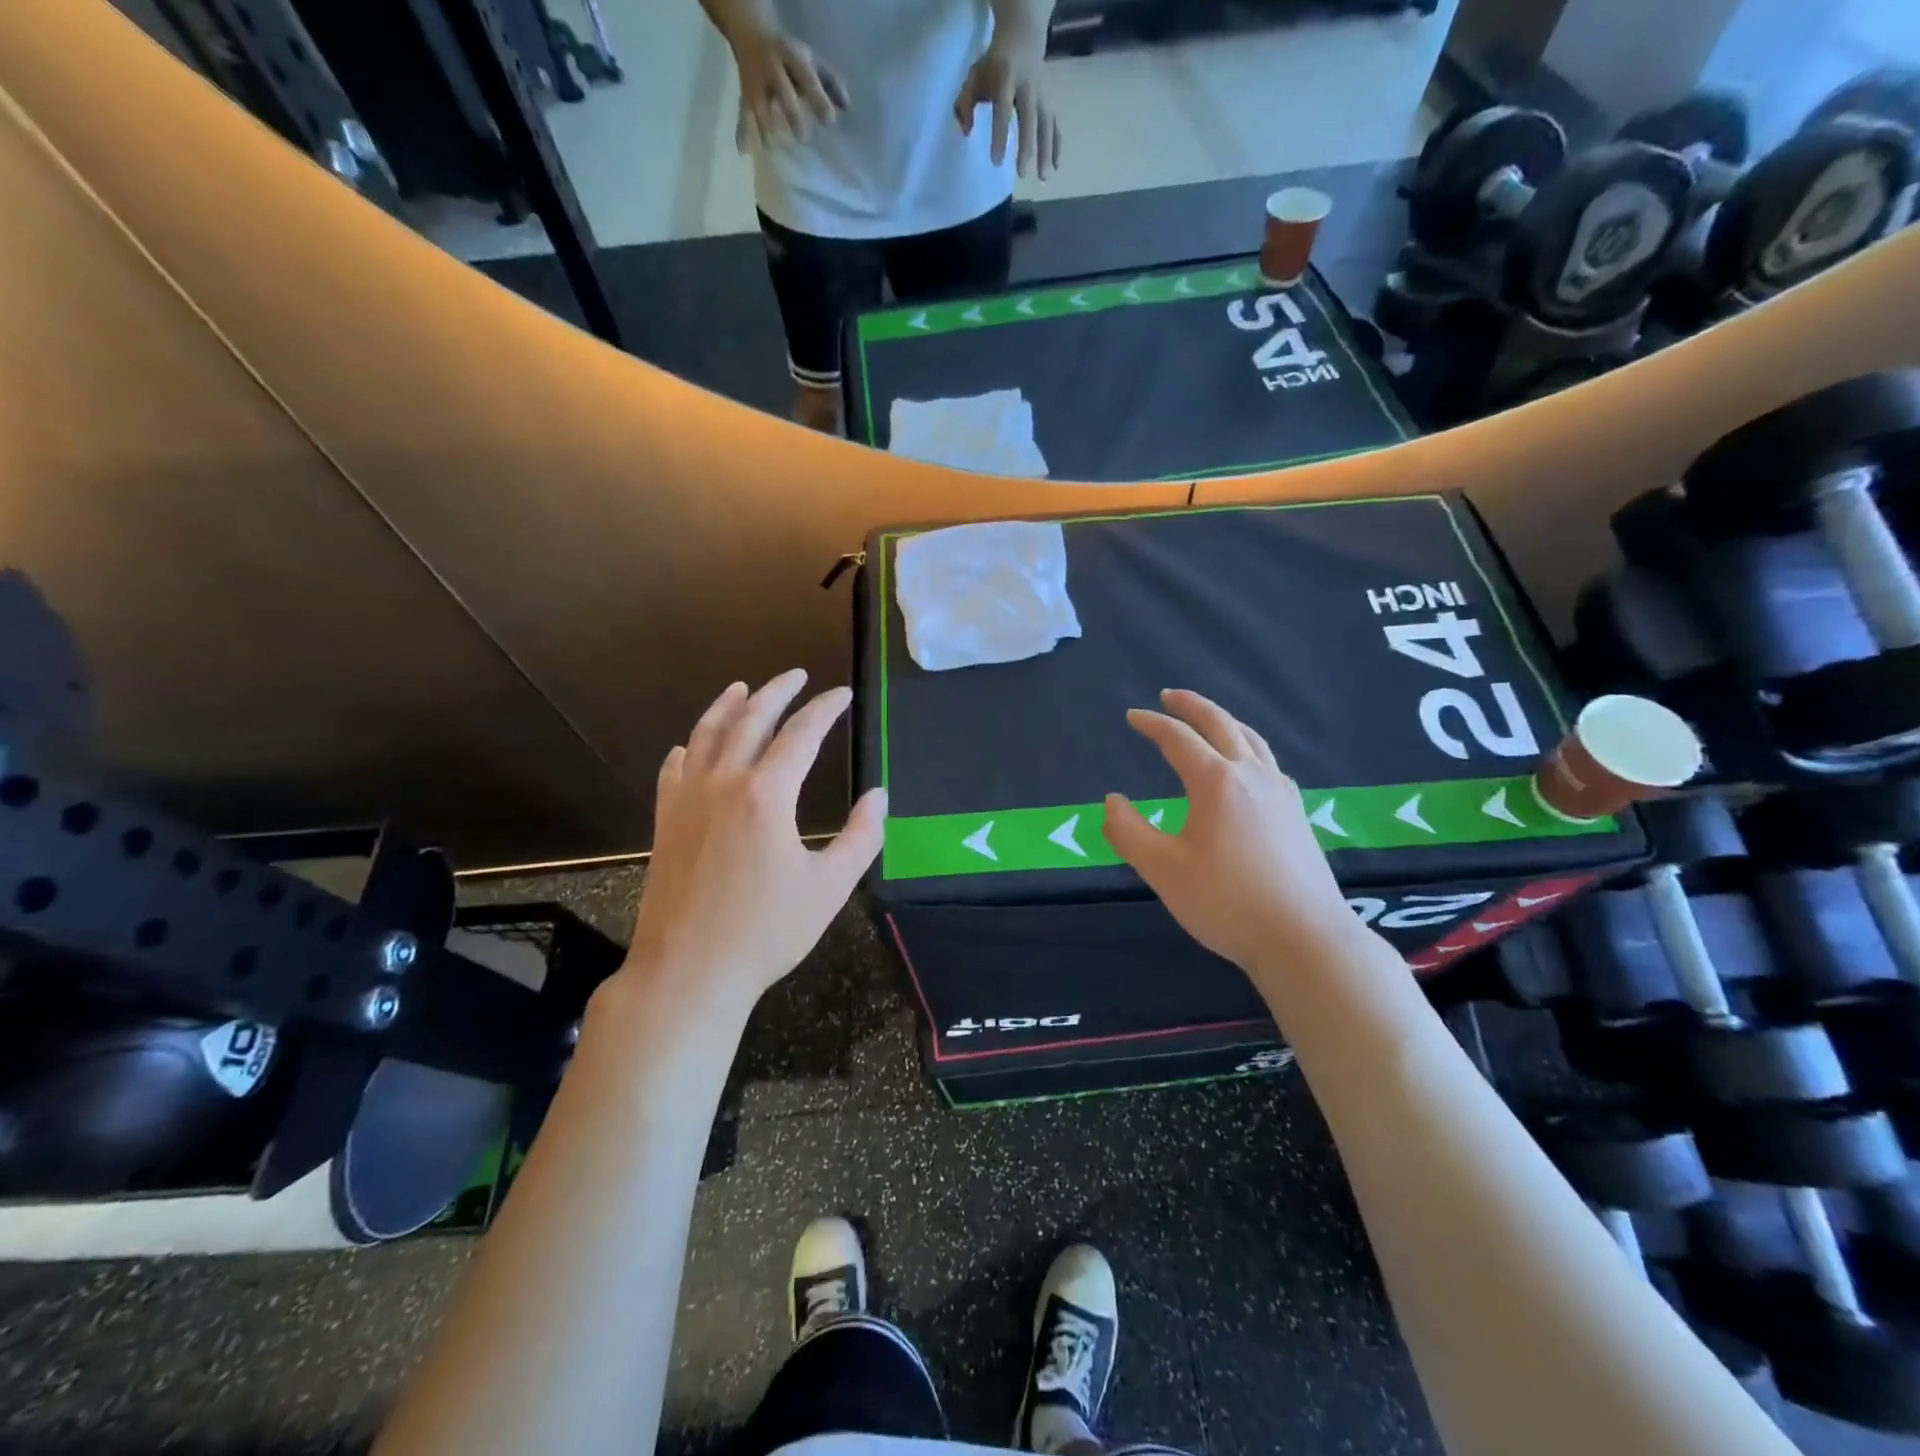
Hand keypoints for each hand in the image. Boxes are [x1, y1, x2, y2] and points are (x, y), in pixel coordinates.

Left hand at [618, 671, 884, 1022]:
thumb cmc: (766, 932)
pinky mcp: (664, 821)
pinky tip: (691, 744)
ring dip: (727, 706)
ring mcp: (687, 799)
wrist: (688, 971)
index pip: (801, 734)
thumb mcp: (830, 887)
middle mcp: (723, 783)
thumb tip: (879, 796)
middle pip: (750, 719)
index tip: (842, 694)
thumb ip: (861, 836)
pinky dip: (688, 747)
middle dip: (777, 692)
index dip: (825, 709)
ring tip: (743, 688)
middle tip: (796, 676)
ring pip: (706, 734)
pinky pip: (674, 769)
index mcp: (767, 794)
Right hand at [729, 25, 847, 149]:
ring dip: (766, 128)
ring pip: (760, 106)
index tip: (829, 122)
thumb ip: (830, 82)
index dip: (818, 98)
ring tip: (775, 152)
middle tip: (803, 139)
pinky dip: (741, 133)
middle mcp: (771, 68)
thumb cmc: (790, 56)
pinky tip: (743, 152)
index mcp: (791, 56)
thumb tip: (846, 107)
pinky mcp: (744, 96)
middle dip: (792, 114)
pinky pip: (743, 115)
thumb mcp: (811, 60)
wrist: (750, 32)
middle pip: (782, 91)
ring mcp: (755, 83)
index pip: (807, 77)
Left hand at [954, 23, 1059, 178]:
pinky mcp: (1048, 101)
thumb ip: (965, 103)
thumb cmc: (994, 63)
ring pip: (1046, 124)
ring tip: (1043, 178)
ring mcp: (1041, 95)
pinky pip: (1054, 124)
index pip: (1003, 110)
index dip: (1000, 136)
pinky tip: (1056, 166)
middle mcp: (1027, 87)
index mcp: (1006, 79)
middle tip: (1021, 174)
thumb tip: (965, 132)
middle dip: (1027, 147)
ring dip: (1046, 151)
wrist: (1022, 35)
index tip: (996, 162)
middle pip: (1029, 120)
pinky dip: (1057, 144)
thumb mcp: (975, 75)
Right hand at [1104, 690, 1372, 974]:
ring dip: (1225, 722)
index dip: (1152, 724)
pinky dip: (1249, 748)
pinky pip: (1270, 764)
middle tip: (1169, 695)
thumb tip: (1112, 801)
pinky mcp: (1297, 814)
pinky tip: (1248, 766)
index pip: (1178, 739)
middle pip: (1221, 724)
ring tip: (1208, 719)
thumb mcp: (1163, 869)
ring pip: (1252, 740)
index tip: (1132, 717)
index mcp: (1216, 782)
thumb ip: (1128, 832)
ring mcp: (1281, 793)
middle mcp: (1252, 776)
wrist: (1304, 939)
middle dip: (1192, 706)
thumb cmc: (1227, 902)